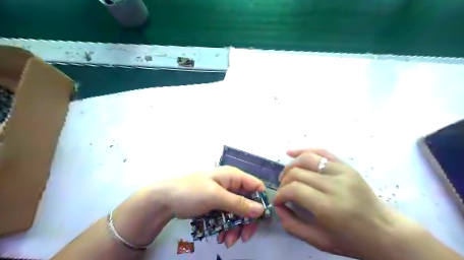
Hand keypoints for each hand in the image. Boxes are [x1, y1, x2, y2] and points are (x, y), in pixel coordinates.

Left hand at [164, 167, 266, 247]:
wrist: (164, 200)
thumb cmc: (191, 192)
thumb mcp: (215, 196)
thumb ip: (238, 203)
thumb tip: (261, 210)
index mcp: (233, 176)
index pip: (256, 186)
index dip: (261, 202)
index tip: (261, 221)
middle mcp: (231, 185)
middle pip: (248, 203)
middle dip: (247, 221)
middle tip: (244, 238)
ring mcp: (223, 196)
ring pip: (238, 213)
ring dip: (235, 228)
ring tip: (227, 242)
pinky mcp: (216, 205)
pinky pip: (228, 217)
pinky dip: (226, 228)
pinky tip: (220, 237)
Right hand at [273, 149, 415, 258]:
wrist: (385, 231)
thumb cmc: (351, 240)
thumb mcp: (318, 241)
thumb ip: (292, 225)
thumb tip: (277, 206)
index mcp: (329, 207)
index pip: (294, 189)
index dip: (280, 194)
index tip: (278, 201)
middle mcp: (335, 185)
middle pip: (298, 173)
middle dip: (284, 181)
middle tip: (282, 191)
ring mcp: (343, 172)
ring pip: (307, 159)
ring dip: (290, 166)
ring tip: (285, 175)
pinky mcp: (347, 166)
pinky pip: (321, 152)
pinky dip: (304, 150)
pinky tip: (291, 152)